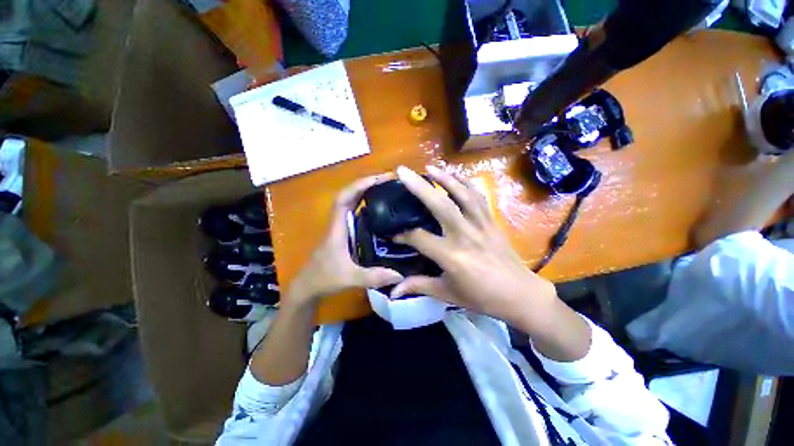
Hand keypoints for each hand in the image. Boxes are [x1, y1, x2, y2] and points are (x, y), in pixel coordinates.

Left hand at [288, 174, 403, 305]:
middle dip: (367, 184)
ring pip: (352, 203)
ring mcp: (341, 228)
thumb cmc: (323, 279)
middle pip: (349, 195)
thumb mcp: (350, 278)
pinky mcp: (345, 234)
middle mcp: (339, 223)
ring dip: (367, 193)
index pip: (344, 198)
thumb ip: (373, 276)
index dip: (359, 185)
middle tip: (389, 181)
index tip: (379, 178)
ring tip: (387, 190)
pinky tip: (381, 210)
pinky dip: (366, 206)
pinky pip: (356, 214)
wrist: (308, 287)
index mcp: (337, 227)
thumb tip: (400, 275)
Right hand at [390, 166, 557, 327]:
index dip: (403, 235)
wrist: (520, 295)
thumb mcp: (447, 293)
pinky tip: (456, 176)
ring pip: (462, 195)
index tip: (393, 234)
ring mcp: (481, 225)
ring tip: (429, 168)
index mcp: (451, 256)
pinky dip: (466, 183)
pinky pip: (479, 197)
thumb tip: (393, 291)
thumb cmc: (481, 298)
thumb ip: (418, 286)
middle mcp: (465, 235)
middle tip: (403, 172)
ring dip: (445, 178)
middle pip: (440, 205)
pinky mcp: (492, 221)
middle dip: (419, 186)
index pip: (419, 238)